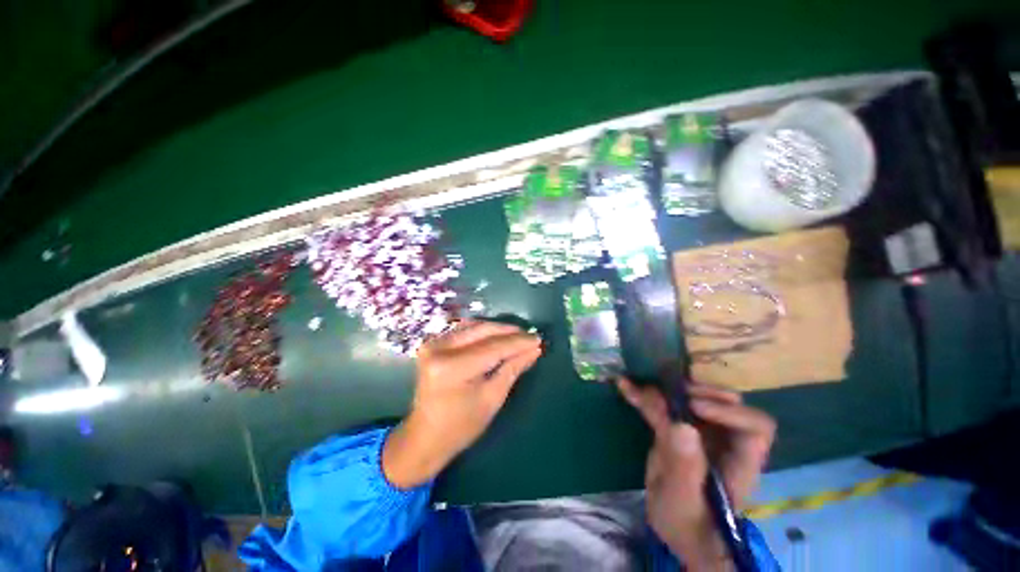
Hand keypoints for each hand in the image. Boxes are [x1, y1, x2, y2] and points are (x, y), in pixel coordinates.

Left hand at [383, 321, 541, 488]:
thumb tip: (534, 349)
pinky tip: (497, 335)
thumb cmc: (461, 426)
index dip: (518, 342)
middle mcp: (439, 349)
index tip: (538, 338)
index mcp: (452, 368)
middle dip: (509, 332)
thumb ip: (512, 369)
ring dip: (497, 329)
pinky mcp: (433, 343)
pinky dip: (483, 330)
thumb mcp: (492, 399)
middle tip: (530, 335)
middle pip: (483, 331)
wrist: (425, 436)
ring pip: (474, 326)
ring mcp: (433, 344)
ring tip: (517, 336)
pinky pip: (464, 330)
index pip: (494, 347)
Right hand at [617, 377, 774, 569]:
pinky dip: (645, 395)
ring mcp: (700, 433)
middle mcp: (725, 441)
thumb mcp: (683, 501)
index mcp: (740, 461)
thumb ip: (684, 467)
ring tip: (641, 386)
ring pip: (694, 397)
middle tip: (667, 389)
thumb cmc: (687, 524)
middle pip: (727, 402)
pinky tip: (625, 386)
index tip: (692, 406)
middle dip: (697, 390)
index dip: (728, 411)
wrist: (676, 528)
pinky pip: (665, 406)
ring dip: (668, 388)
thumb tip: (681, 425)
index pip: (756, 426)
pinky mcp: (678, 430)